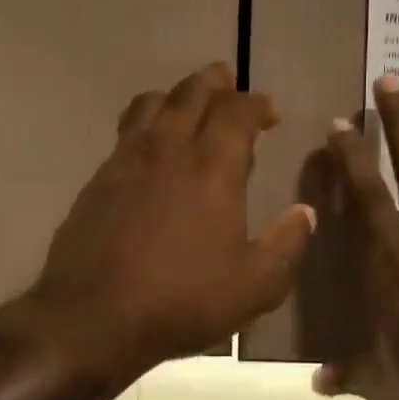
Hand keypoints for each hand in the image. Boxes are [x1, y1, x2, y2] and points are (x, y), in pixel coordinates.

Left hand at [6, 61, 314, 386]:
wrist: (92, 317)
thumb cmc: (182, 299)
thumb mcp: (254, 286)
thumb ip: (286, 245)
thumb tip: (306, 213)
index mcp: (212, 167)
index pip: (237, 111)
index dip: (257, 104)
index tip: (270, 113)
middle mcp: (168, 149)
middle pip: (191, 92)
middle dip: (215, 82)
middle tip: (229, 84)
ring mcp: (126, 160)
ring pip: (151, 103)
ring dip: (176, 95)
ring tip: (188, 107)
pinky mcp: (98, 179)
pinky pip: (125, 132)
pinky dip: (145, 125)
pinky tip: (150, 151)